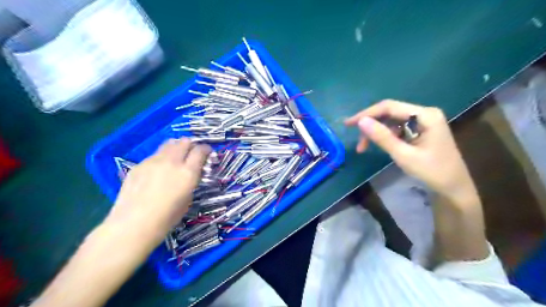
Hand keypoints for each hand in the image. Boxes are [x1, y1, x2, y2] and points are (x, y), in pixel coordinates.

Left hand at [104, 138, 210, 245]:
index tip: (207, 153)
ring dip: (176, 148)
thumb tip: (190, 173)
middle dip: (191, 145)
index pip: (200, 150)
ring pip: (168, 144)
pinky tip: (157, 172)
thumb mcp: (187, 199)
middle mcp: (172, 161)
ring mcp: (153, 161)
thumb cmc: (166, 218)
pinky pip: (154, 155)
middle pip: (184, 141)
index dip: (205, 149)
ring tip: (175, 158)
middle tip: (191, 154)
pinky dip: (161, 158)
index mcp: (188, 172)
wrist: (133, 225)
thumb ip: (190, 180)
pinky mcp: (139, 165)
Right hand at [347, 98, 475, 198]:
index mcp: (425, 115)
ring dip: (376, 132)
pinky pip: (397, 128)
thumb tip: (361, 121)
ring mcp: (423, 121)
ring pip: (391, 121)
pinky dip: (385, 136)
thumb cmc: (432, 172)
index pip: (389, 107)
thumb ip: (382, 137)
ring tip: (363, 148)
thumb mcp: (404, 155)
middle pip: (389, 113)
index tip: (349, 124)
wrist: (453, 188)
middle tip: (356, 140)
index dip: (367, 114)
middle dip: (370, 125)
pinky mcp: (420, 130)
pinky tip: (378, 145)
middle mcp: (424, 113)